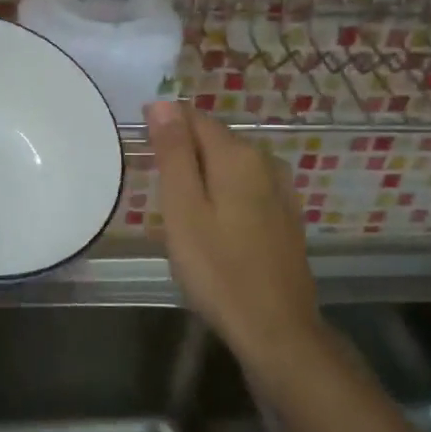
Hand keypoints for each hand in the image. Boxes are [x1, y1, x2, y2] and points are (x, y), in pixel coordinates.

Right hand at [145, 98, 319, 364]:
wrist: (275, 329)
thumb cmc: (217, 269)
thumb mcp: (183, 209)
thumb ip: (174, 152)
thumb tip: (163, 102)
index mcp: (237, 155)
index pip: (194, 117)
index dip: (164, 128)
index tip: (144, 158)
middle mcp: (265, 161)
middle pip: (214, 139)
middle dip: (184, 154)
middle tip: (161, 196)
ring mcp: (281, 189)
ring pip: (230, 165)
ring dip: (204, 176)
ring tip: (182, 212)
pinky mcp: (286, 215)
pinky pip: (246, 187)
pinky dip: (224, 194)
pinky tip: (215, 225)